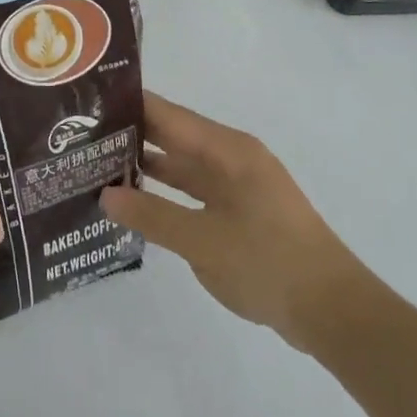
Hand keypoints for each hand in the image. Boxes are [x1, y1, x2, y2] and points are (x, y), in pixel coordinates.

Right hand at [100, 91, 364, 353]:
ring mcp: (238, 184)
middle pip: (172, 135)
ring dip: (146, 165)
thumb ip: (151, 215)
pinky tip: (136, 200)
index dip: (127, 105)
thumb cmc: (268, 264)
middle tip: (80, 136)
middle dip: (130, 134)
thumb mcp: (202, 241)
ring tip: (97, 164)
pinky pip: (194, 189)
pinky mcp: (241, 211)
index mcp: (227, 149)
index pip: (166, 114)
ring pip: (182, 164)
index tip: (87, 103)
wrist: (335, 313)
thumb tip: (105, 195)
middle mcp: (231, 157)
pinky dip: (166, 191)